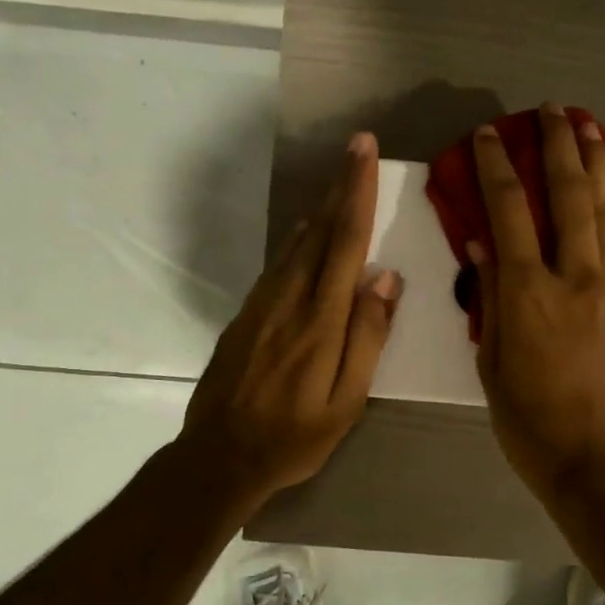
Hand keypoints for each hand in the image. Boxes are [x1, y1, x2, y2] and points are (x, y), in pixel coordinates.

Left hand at [180, 133, 401, 508]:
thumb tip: (385, 278)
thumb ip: (367, 337)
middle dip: (341, 186)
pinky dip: (297, 238)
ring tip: (340, 181)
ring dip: (321, 207)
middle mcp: (289, 299)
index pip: (345, 242)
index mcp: (321, 320)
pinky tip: (304, 232)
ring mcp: (262, 304)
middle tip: (357, 147)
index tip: (364, 150)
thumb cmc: (294, 436)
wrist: (219, 457)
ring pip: (296, 243)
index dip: (357, 192)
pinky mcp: (246, 315)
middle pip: (319, 231)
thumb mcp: (345, 402)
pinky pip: (278, 263)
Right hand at [470, 105, 604, 509]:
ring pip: (602, 212)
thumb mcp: (493, 366)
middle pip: (567, 197)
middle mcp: (572, 279)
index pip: (508, 214)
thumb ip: (489, 300)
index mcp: (527, 295)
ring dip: (594, 164)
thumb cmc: (532, 426)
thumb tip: (483, 244)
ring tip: (588, 126)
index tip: (489, 135)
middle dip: (558, 146)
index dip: (498, 168)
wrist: (602, 464)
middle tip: (551, 109)